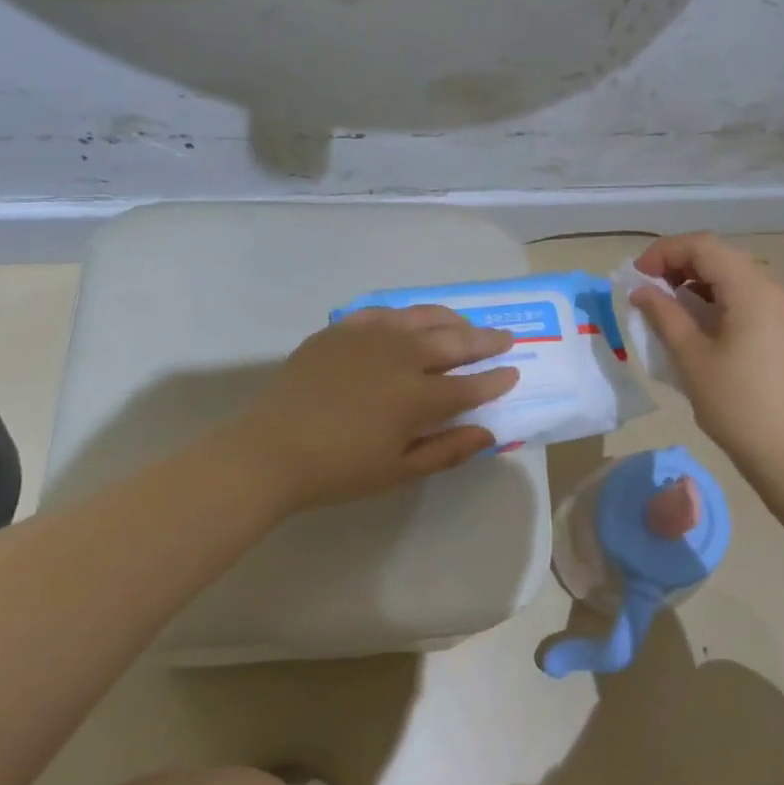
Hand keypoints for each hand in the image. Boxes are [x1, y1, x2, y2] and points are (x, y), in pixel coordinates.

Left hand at [228, 306, 520, 515]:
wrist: (270, 452)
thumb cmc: (339, 470)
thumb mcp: (398, 471)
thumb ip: (447, 450)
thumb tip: (487, 433)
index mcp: (417, 397)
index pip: (470, 385)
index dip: (495, 380)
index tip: (513, 373)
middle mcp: (400, 357)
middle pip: (453, 342)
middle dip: (484, 340)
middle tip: (504, 337)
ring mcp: (370, 337)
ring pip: (422, 318)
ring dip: (451, 320)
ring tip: (466, 323)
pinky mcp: (341, 331)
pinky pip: (383, 312)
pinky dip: (406, 314)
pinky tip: (412, 320)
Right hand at [631, 233, 783, 482]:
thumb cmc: (737, 405)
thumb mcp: (692, 358)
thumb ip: (664, 316)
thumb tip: (641, 291)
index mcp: (753, 289)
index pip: (704, 246)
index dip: (665, 252)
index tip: (637, 276)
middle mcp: (777, 289)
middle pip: (723, 257)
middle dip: (682, 265)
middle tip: (651, 291)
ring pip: (739, 278)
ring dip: (701, 284)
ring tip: (673, 310)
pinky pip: (753, 299)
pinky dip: (723, 301)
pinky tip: (704, 327)